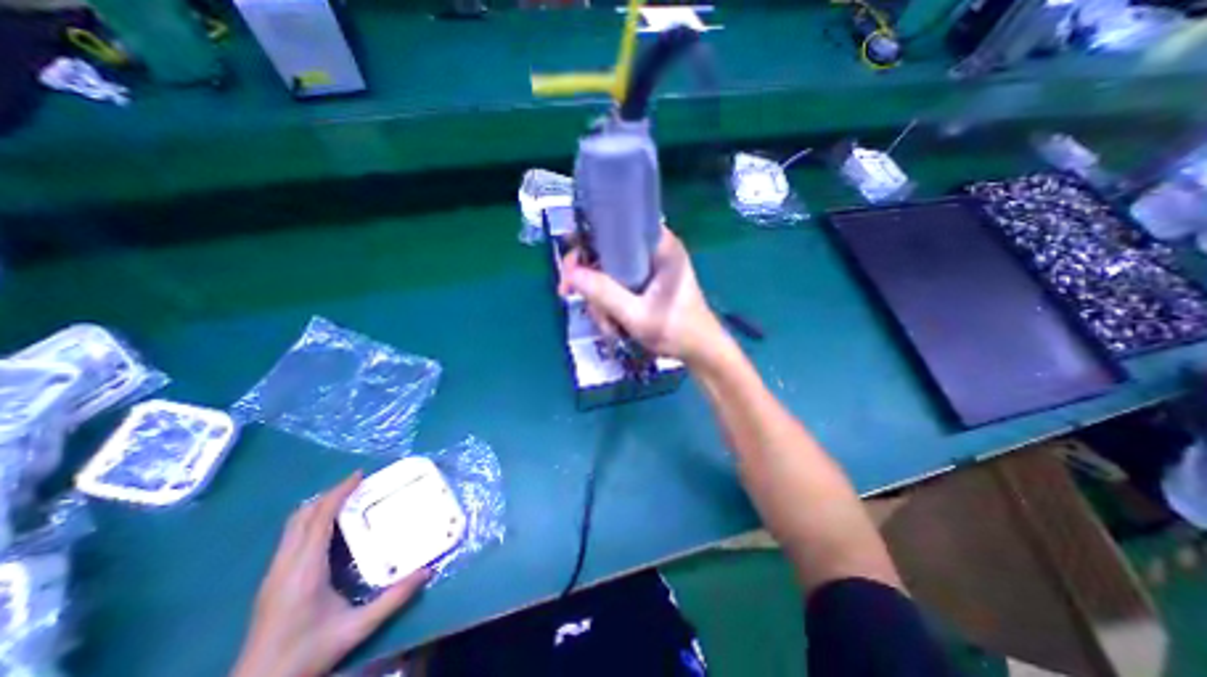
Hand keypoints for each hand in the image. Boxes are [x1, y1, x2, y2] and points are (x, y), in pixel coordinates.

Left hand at [230, 473, 429, 676]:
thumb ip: (393, 599)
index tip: (360, 475)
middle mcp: (285, 565)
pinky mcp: (271, 579)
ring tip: (347, 498)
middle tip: (358, 484)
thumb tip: (427, 572)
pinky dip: (311, 520)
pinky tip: (329, 527)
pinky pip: (291, 537)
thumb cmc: (307, 654)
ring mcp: (274, 572)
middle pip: (302, 516)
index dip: (338, 493)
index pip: (319, 519)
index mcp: (304, 570)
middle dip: (329, 494)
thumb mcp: (356, 628)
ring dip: (319, 506)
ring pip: (293, 525)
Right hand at [558, 227, 725, 366]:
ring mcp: (650, 266)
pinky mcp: (647, 282)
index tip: (570, 269)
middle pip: (607, 252)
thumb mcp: (637, 316)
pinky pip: (617, 284)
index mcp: (660, 245)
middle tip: (570, 296)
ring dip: (601, 300)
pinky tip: (612, 324)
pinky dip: (609, 303)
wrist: (700, 352)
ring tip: (608, 326)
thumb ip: (604, 293)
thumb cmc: (677, 331)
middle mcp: (654, 249)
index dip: (587, 243)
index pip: (615, 227)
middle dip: (590, 280)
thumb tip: (570, 272)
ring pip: (609, 272)